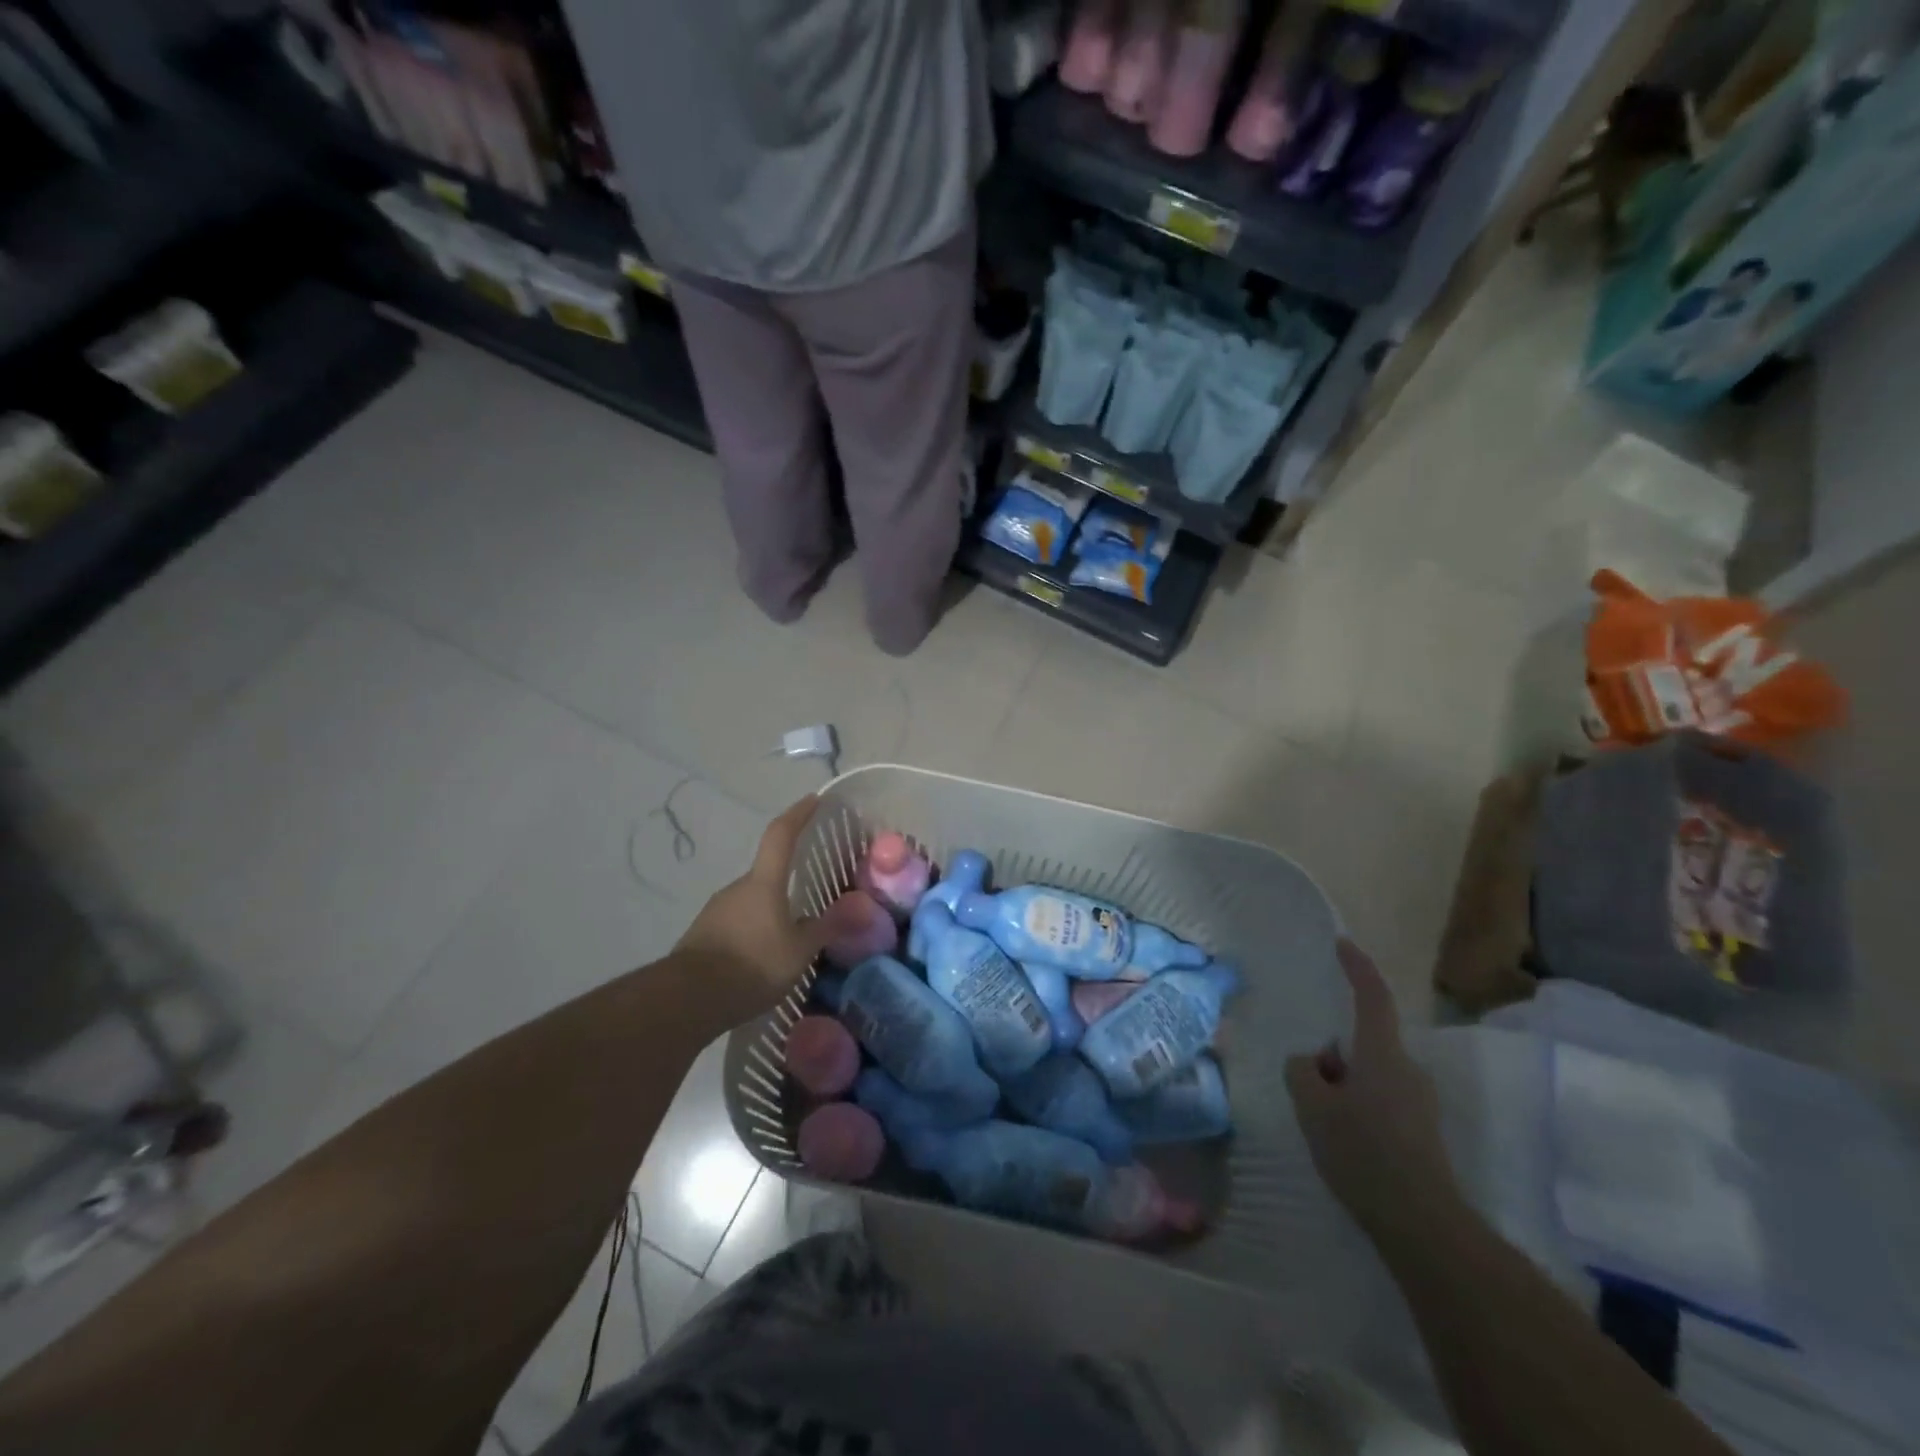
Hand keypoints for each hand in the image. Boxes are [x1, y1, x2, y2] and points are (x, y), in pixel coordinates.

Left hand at [674, 797, 864, 1024]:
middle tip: (811, 897)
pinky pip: (738, 923)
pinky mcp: (704, 934)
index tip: (813, 799)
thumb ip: (826, 928)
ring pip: (752, 901)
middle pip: (767, 873)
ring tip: (790, 936)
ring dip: (771, 911)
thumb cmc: (752, 965)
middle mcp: (738, 887)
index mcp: (764, 882)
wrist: (687, 999)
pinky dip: (754, 931)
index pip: (781, 835)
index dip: (798, 814)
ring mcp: (716, 910)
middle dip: (788, 880)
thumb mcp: (799, 952)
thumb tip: (857, 909)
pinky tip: (764, 956)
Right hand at [1287, 940, 1460, 1243]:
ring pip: (1369, 1074)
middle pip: (1363, 1042)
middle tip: (1309, 1091)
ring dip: (1343, 1086)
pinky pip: (1380, 1100)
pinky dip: (1357, 1109)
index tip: (1342, 944)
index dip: (1357, 967)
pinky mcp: (1422, 1131)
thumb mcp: (1312, 1106)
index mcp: (1382, 1054)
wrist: (1423, 1225)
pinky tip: (1344, 1144)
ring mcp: (1419, 1102)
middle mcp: (1407, 1069)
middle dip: (1332, 1056)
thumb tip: (1312, 1064)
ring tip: (1324, 1125)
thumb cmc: (1364, 1153)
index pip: (1372, 996)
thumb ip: (1302, 1071)